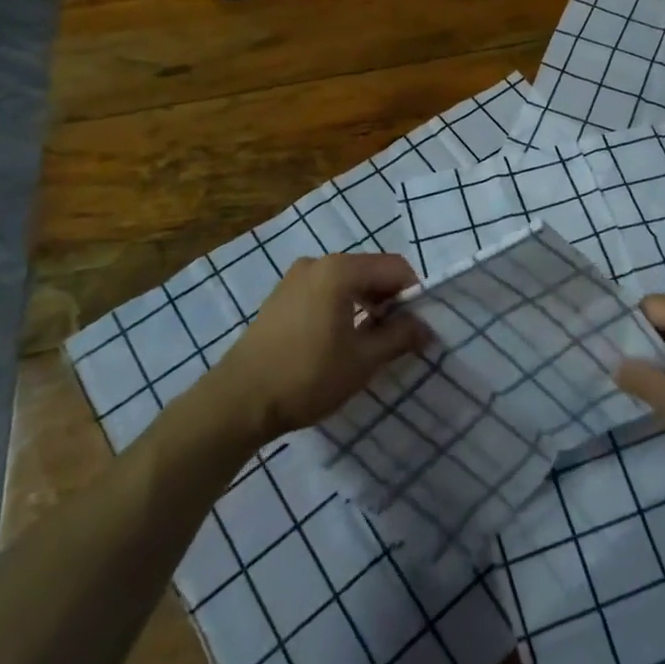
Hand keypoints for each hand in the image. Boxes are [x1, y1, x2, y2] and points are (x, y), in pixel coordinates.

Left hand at [203, 254, 429, 445]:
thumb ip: (399, 337)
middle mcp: (317, 262)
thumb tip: (426, 327)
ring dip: (366, 304)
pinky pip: (324, 290)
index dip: (413, 295)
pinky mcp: (280, 296)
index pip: (394, 268)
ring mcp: (295, 277)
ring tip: (370, 341)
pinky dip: (342, 306)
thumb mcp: (362, 360)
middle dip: (389, 299)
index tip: (418, 327)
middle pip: (370, 270)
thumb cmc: (307, 376)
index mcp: (340, 269)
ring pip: (346, 281)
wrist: (238, 400)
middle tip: (398, 337)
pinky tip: (339, 339)